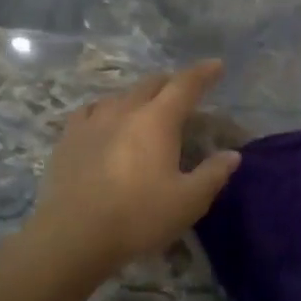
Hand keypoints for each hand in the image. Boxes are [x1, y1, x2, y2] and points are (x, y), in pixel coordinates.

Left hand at [28, 62, 241, 272]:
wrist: (74, 234)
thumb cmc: (138, 217)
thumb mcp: (188, 202)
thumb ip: (213, 174)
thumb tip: (231, 155)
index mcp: (157, 120)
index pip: (185, 85)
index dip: (203, 73)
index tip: (216, 65)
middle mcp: (124, 110)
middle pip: (151, 84)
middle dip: (171, 83)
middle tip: (183, 92)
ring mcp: (92, 121)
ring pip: (120, 96)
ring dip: (139, 97)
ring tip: (145, 108)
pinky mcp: (68, 138)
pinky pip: (90, 111)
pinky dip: (105, 110)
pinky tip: (104, 120)